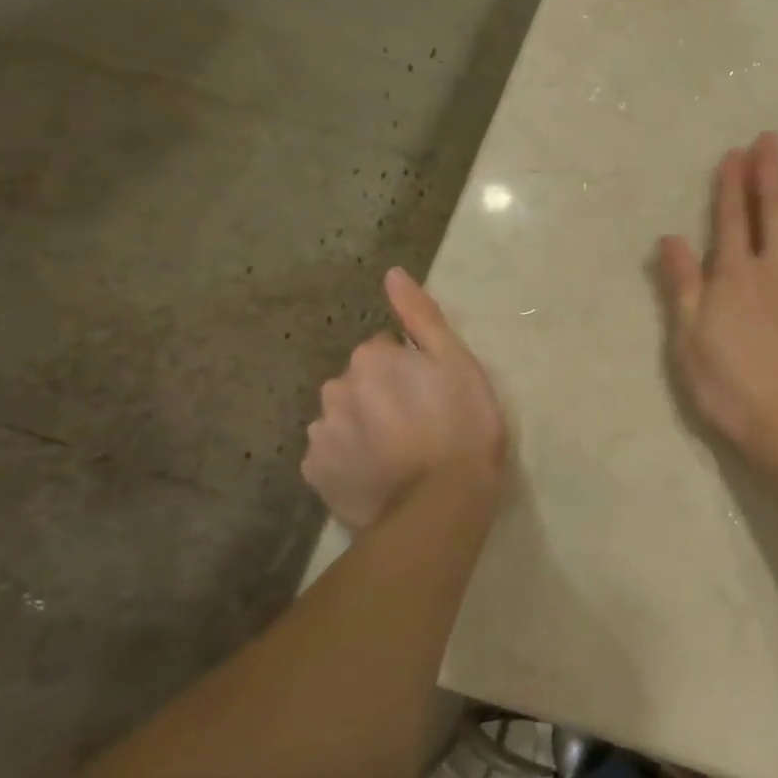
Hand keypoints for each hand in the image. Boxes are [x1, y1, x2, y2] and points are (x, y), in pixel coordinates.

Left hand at [301, 268, 508, 531]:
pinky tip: (378, 473)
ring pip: (343, 417)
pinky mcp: (315, 474)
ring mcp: (321, 434)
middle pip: (359, 382)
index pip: (385, 350)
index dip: (411, 369)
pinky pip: (331, 454)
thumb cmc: (462, 426)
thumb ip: (422, 317)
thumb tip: (392, 274)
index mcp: (371, 358)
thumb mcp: (457, 363)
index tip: (433, 393)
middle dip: (382, 394)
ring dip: (364, 425)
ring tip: (399, 453)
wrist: (441, 504)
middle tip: (420, 423)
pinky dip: (350, 459)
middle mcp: (336, 388)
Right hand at [657, 132, 777, 465]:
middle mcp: (777, 267)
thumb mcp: (691, 343)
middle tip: (772, 138)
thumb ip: (684, 287)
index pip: (731, 219)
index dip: (731, 185)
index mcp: (735, 276)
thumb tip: (670, 239)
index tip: (734, 154)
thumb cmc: (734, 389)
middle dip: (771, 171)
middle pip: (775, 210)